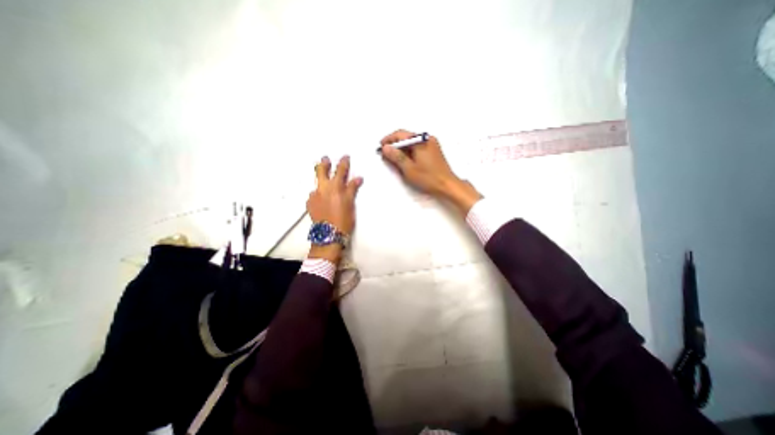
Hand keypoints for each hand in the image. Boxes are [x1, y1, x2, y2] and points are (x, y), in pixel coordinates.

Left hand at [307, 154, 363, 259]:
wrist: (328, 234)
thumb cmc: (344, 219)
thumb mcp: (350, 204)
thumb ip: (352, 189)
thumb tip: (358, 178)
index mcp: (335, 187)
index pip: (340, 170)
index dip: (343, 163)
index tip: (345, 156)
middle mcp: (323, 188)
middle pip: (321, 171)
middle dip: (324, 163)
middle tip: (325, 159)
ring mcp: (314, 195)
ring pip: (316, 183)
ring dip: (320, 180)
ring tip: (324, 182)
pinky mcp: (309, 203)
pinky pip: (313, 194)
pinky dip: (318, 193)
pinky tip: (320, 199)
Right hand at [380, 130, 482, 214]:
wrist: (447, 185)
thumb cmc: (428, 178)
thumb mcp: (409, 168)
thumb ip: (396, 157)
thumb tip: (385, 148)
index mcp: (420, 140)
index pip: (400, 134)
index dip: (389, 140)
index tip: (381, 147)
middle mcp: (427, 138)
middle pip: (406, 137)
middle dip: (395, 144)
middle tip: (386, 154)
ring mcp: (432, 144)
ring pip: (412, 142)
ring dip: (402, 149)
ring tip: (394, 159)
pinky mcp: (434, 150)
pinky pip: (418, 147)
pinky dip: (410, 151)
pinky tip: (406, 160)